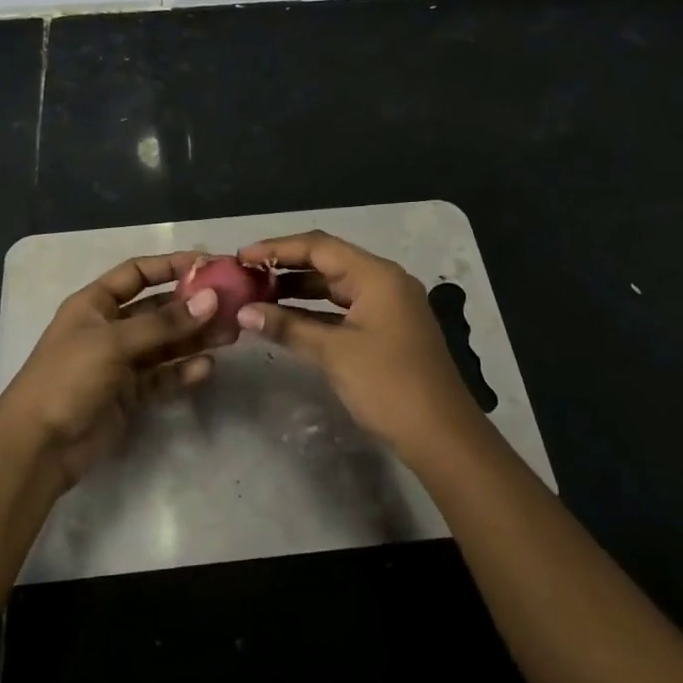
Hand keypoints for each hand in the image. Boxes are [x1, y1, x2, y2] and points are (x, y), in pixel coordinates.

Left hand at [0, 252, 218, 489]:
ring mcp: (120, 363)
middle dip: (192, 306)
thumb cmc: (68, 377)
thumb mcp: (114, 342)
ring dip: (195, 337)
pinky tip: (206, 368)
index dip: (170, 266)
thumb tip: (211, 300)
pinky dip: (183, 371)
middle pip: (157, 309)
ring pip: (165, 344)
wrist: (38, 445)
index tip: (208, 264)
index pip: (137, 274)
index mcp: (95, 304)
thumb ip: (164, 323)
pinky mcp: (129, 395)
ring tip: (230, 334)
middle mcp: (109, 328)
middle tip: (231, 305)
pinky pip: (162, 376)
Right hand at [235, 230, 478, 460]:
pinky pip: (343, 309)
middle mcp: (383, 281)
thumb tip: (243, 312)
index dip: (277, 248)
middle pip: (327, 262)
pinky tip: (285, 319)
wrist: (442, 435)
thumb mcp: (334, 353)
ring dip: (297, 290)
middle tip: (244, 276)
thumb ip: (288, 326)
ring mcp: (387, 306)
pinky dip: (314, 311)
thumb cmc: (388, 384)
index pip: (318, 246)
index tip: (241, 257)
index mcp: (376, 275)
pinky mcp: (385, 329)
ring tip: (256, 296)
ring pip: (334, 286)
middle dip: (284, 267)